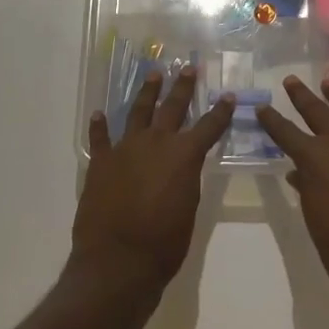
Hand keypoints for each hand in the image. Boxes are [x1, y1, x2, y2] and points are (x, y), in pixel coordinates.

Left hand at [74, 68, 234, 295]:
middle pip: (172, 107)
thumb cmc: (164, 244)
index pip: (209, 127)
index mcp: (184, 156)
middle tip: (188, 68)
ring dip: (146, 92)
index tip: (228, 95)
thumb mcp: (188, 210)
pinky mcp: (101, 161)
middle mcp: (156, 143)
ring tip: (153, 75)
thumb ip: (186, 180)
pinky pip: (100, 137)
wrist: (118, 260)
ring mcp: (125, 148)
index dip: (221, 112)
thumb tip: (182, 167)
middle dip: (182, 87)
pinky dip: (100, 125)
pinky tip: (99, 114)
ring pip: (138, 111)